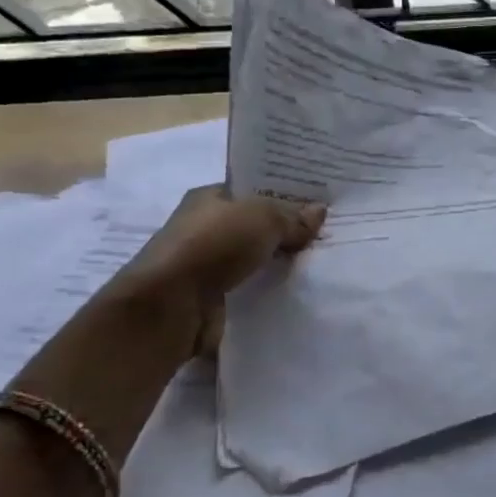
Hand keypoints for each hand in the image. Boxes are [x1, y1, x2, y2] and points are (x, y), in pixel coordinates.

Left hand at [108, 186, 324, 352]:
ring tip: (317, 264)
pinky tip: (296, 291)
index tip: (316, 202)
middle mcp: (204, 227)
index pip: (251, 190)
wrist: (170, 306)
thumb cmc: (213, 245)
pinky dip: (267, 288)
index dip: (282, 194)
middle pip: (254, 225)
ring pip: (252, 258)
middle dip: (284, 230)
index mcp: (209, 197)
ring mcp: (205, 264)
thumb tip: (319, 211)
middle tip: (325, 234)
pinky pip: (248, 287)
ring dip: (277, 262)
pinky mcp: (210, 297)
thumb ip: (292, 217)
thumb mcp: (263, 219)